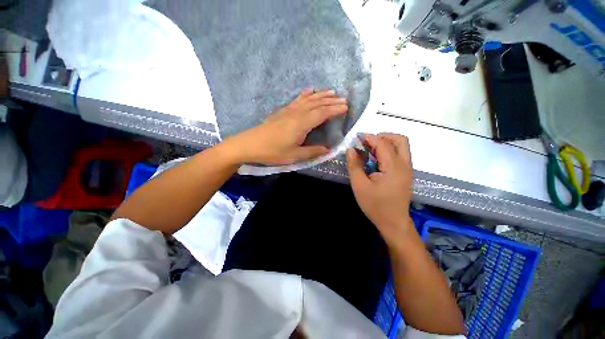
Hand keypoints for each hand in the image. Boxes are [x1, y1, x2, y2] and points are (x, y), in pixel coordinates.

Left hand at [226, 89, 347, 164]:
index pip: (322, 113)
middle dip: (331, 101)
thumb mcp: (294, 156)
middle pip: (317, 104)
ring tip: (331, 92)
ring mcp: (289, 110)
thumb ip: (312, 152)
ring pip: (308, 99)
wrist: (250, 144)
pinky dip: (306, 94)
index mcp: (302, 124)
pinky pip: (297, 99)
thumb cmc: (273, 152)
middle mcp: (297, 113)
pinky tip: (310, 91)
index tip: (346, 107)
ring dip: (321, 95)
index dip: (335, 109)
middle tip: (343, 99)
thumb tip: (328, 149)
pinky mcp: (282, 110)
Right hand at [346, 133, 413, 242]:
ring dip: (386, 143)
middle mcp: (405, 164)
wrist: (393, 222)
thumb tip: (351, 149)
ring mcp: (408, 169)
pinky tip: (376, 160)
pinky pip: (400, 154)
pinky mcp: (406, 173)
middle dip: (383, 136)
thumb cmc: (375, 205)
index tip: (357, 138)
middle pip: (400, 139)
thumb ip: (354, 166)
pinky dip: (389, 151)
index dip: (369, 137)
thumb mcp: (359, 186)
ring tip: (370, 150)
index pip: (383, 143)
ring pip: (402, 146)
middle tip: (367, 143)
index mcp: (393, 167)